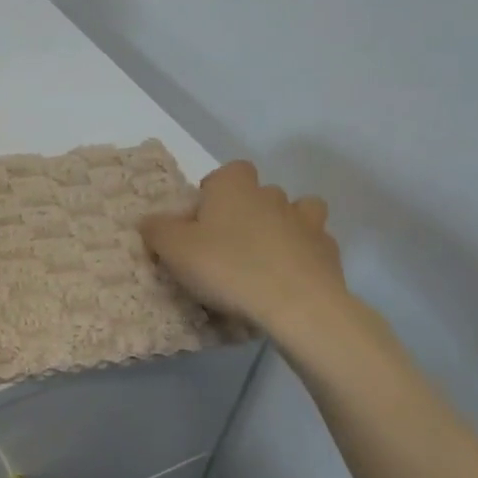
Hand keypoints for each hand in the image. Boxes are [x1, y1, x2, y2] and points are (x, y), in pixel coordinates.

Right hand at [140, 161, 363, 342]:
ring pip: (297, 212)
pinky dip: (303, 256)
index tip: (202, 219)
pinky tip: (289, 278)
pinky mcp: (329, 253)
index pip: (228, 171)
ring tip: (265, 257)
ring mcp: (306, 222)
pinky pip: (315, 245)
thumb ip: (157, 230)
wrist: (296, 305)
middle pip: (259, 193)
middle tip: (227, 245)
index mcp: (234, 187)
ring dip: (283, 227)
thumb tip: (148, 220)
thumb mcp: (174, 250)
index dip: (215, 190)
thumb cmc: (228, 267)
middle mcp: (272, 196)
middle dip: (247, 211)